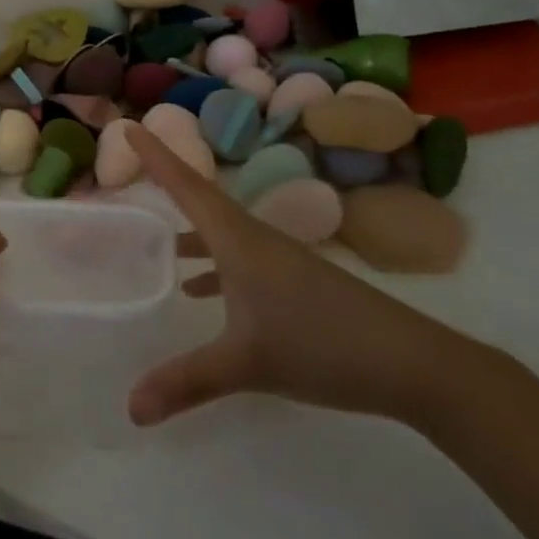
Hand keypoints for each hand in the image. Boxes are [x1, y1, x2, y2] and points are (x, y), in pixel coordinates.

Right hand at [127, 125, 471, 427]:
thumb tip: (130, 409)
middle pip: (202, 201)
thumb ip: (187, 382)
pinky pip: (240, 260)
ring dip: (189, 231)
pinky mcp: (294, 283)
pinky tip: (200, 293)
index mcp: (238, 241)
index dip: (156, 157)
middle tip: (134, 169)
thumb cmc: (322, 345)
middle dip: (167, 183)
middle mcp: (255, 240)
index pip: (187, 187)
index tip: (128, 128)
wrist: (410, 363)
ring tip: (157, 244)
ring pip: (221, 233)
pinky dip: (213, 266)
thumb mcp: (247, 364)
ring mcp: (278, 261)